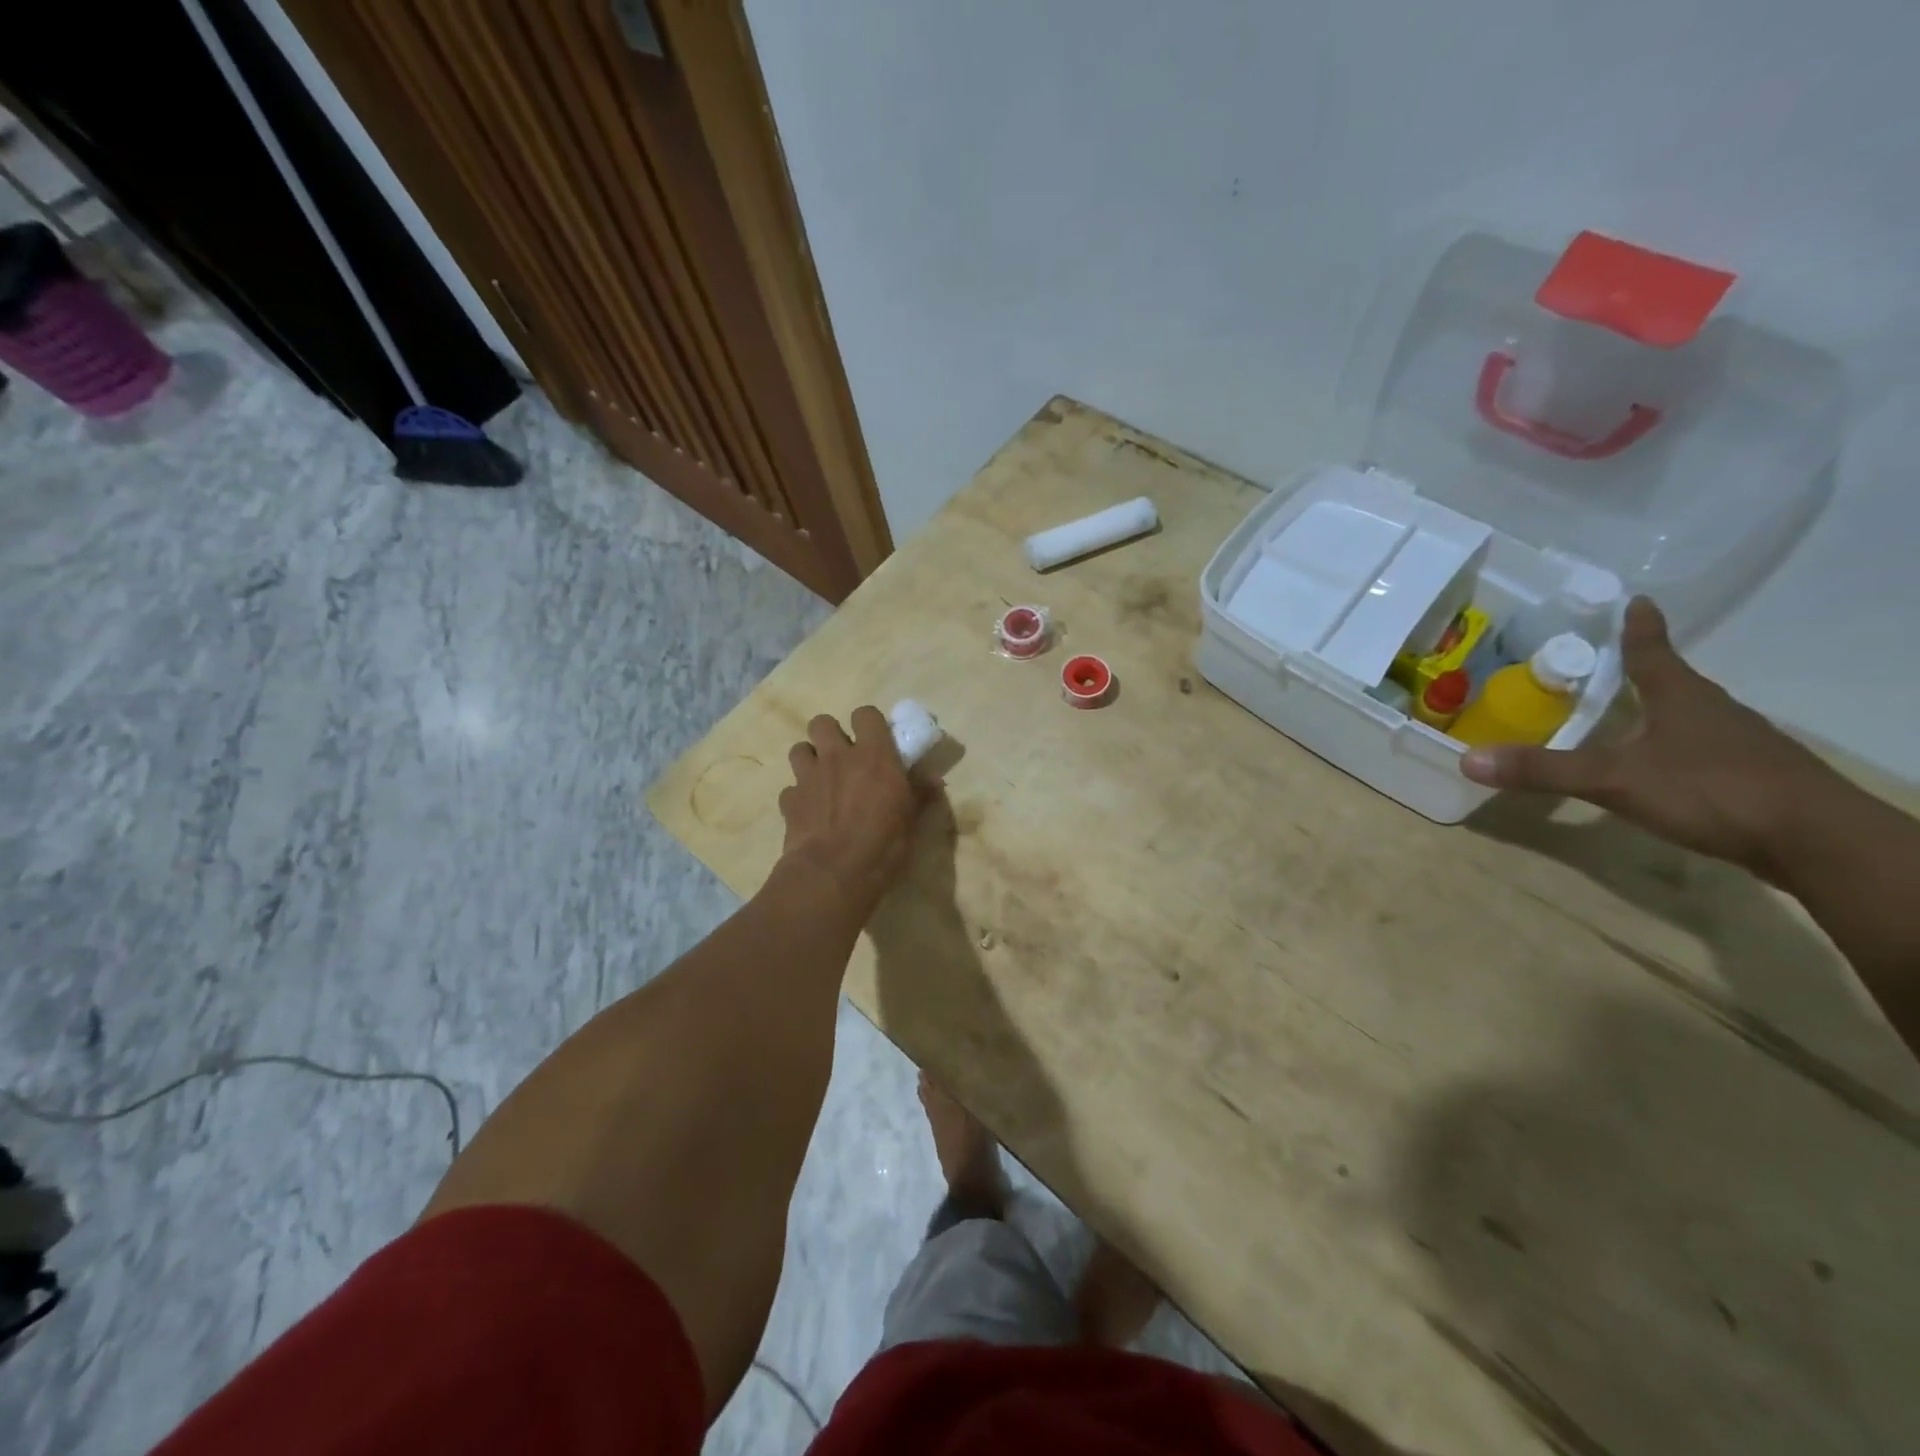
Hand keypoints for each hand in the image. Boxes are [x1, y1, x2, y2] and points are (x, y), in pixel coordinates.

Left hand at [778, 707, 924, 917]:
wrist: (834, 874)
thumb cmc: (883, 845)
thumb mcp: (912, 820)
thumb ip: (920, 794)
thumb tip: (934, 780)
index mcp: (874, 755)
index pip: (866, 714)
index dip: (868, 724)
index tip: (875, 740)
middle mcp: (838, 756)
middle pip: (822, 722)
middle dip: (830, 735)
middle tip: (843, 757)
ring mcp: (809, 777)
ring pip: (799, 749)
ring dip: (810, 759)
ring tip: (822, 779)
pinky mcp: (789, 801)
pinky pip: (790, 789)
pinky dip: (798, 797)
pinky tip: (809, 812)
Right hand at [1459, 597, 1835, 876]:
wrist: (1816, 841)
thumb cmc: (1712, 791)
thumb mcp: (1614, 780)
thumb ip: (1543, 771)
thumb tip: (1468, 760)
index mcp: (1682, 698)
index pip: (1653, 653)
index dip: (1640, 628)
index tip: (1637, 600)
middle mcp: (1714, 711)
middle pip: (1674, 683)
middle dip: (1644, 672)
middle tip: (1610, 664)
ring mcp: (1740, 744)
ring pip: (1691, 717)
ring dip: (1660, 712)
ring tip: (1628, 716)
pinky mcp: (1754, 777)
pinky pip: (1704, 749)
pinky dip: (1677, 748)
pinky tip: (1664, 767)